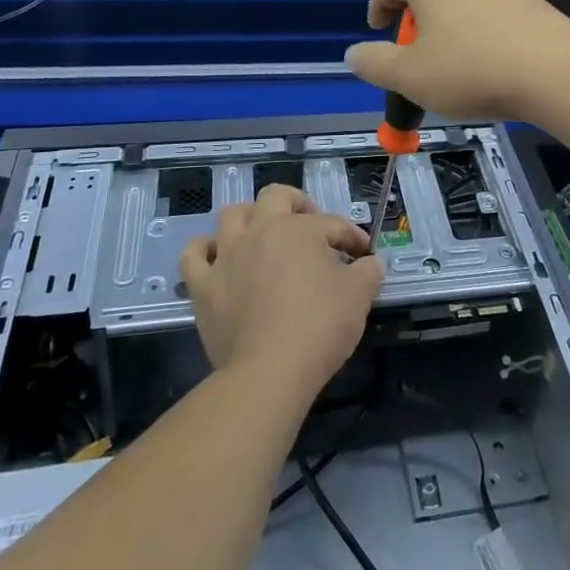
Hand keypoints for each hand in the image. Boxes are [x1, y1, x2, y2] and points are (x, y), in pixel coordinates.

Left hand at [179, 185, 382, 403]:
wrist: (269, 373)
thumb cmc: (318, 328)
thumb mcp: (358, 297)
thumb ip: (368, 273)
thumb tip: (374, 263)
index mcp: (298, 228)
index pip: (331, 224)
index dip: (351, 237)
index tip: (364, 256)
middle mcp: (259, 230)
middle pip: (276, 197)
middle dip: (297, 205)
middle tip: (311, 227)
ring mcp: (226, 256)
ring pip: (232, 215)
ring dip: (249, 219)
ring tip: (263, 235)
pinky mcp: (203, 286)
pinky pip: (194, 255)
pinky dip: (204, 250)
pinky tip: (217, 257)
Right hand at [344, 0, 569, 120]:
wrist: (555, 72)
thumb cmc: (471, 71)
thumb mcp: (410, 76)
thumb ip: (375, 63)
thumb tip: (353, 54)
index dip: (377, 4)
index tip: (378, 32)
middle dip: (413, 21)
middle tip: (414, 58)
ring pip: (459, 0)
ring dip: (446, 27)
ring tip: (451, 66)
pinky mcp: (528, 0)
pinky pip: (489, 11)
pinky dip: (477, 31)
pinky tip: (487, 64)